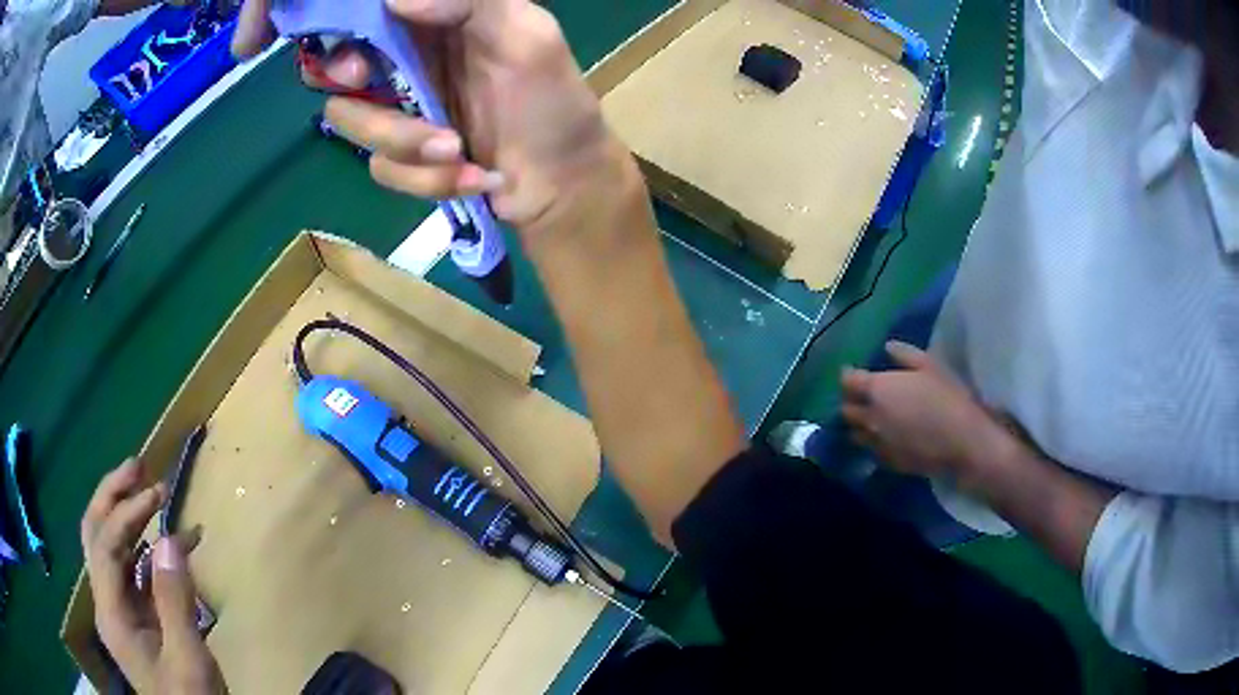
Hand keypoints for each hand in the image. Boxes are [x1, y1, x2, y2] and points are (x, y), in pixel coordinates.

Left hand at [81, 459, 222, 694]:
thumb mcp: (188, 660)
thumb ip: (175, 602)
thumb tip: (170, 539)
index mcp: (111, 614)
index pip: (105, 545)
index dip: (126, 512)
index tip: (158, 493)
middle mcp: (105, 603)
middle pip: (94, 534)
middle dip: (111, 496)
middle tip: (138, 466)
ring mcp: (117, 609)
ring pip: (107, 546)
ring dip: (123, 513)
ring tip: (147, 488)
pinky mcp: (133, 617)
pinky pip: (131, 569)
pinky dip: (144, 547)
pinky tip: (168, 541)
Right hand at [232, 0, 630, 236]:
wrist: (562, 181)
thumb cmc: (553, 102)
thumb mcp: (524, 36)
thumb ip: (466, 2)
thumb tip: (395, 1)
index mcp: (432, 18)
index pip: (360, 12)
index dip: (322, 19)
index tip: (290, 37)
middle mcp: (405, 56)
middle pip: (334, 63)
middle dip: (349, 80)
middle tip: (365, 81)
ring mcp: (399, 107)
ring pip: (350, 121)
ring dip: (402, 143)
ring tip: (456, 151)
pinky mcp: (401, 155)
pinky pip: (379, 168)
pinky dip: (423, 179)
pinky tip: (470, 177)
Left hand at [841, 341, 1007, 483]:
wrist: (961, 442)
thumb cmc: (947, 397)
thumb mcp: (930, 365)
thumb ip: (904, 355)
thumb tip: (887, 347)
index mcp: (878, 390)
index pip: (848, 382)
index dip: (848, 375)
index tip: (853, 371)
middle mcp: (870, 417)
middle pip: (846, 410)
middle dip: (850, 400)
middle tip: (863, 394)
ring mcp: (876, 443)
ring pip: (855, 433)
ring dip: (858, 423)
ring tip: (871, 416)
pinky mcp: (887, 462)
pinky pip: (871, 450)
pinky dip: (872, 442)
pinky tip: (886, 437)